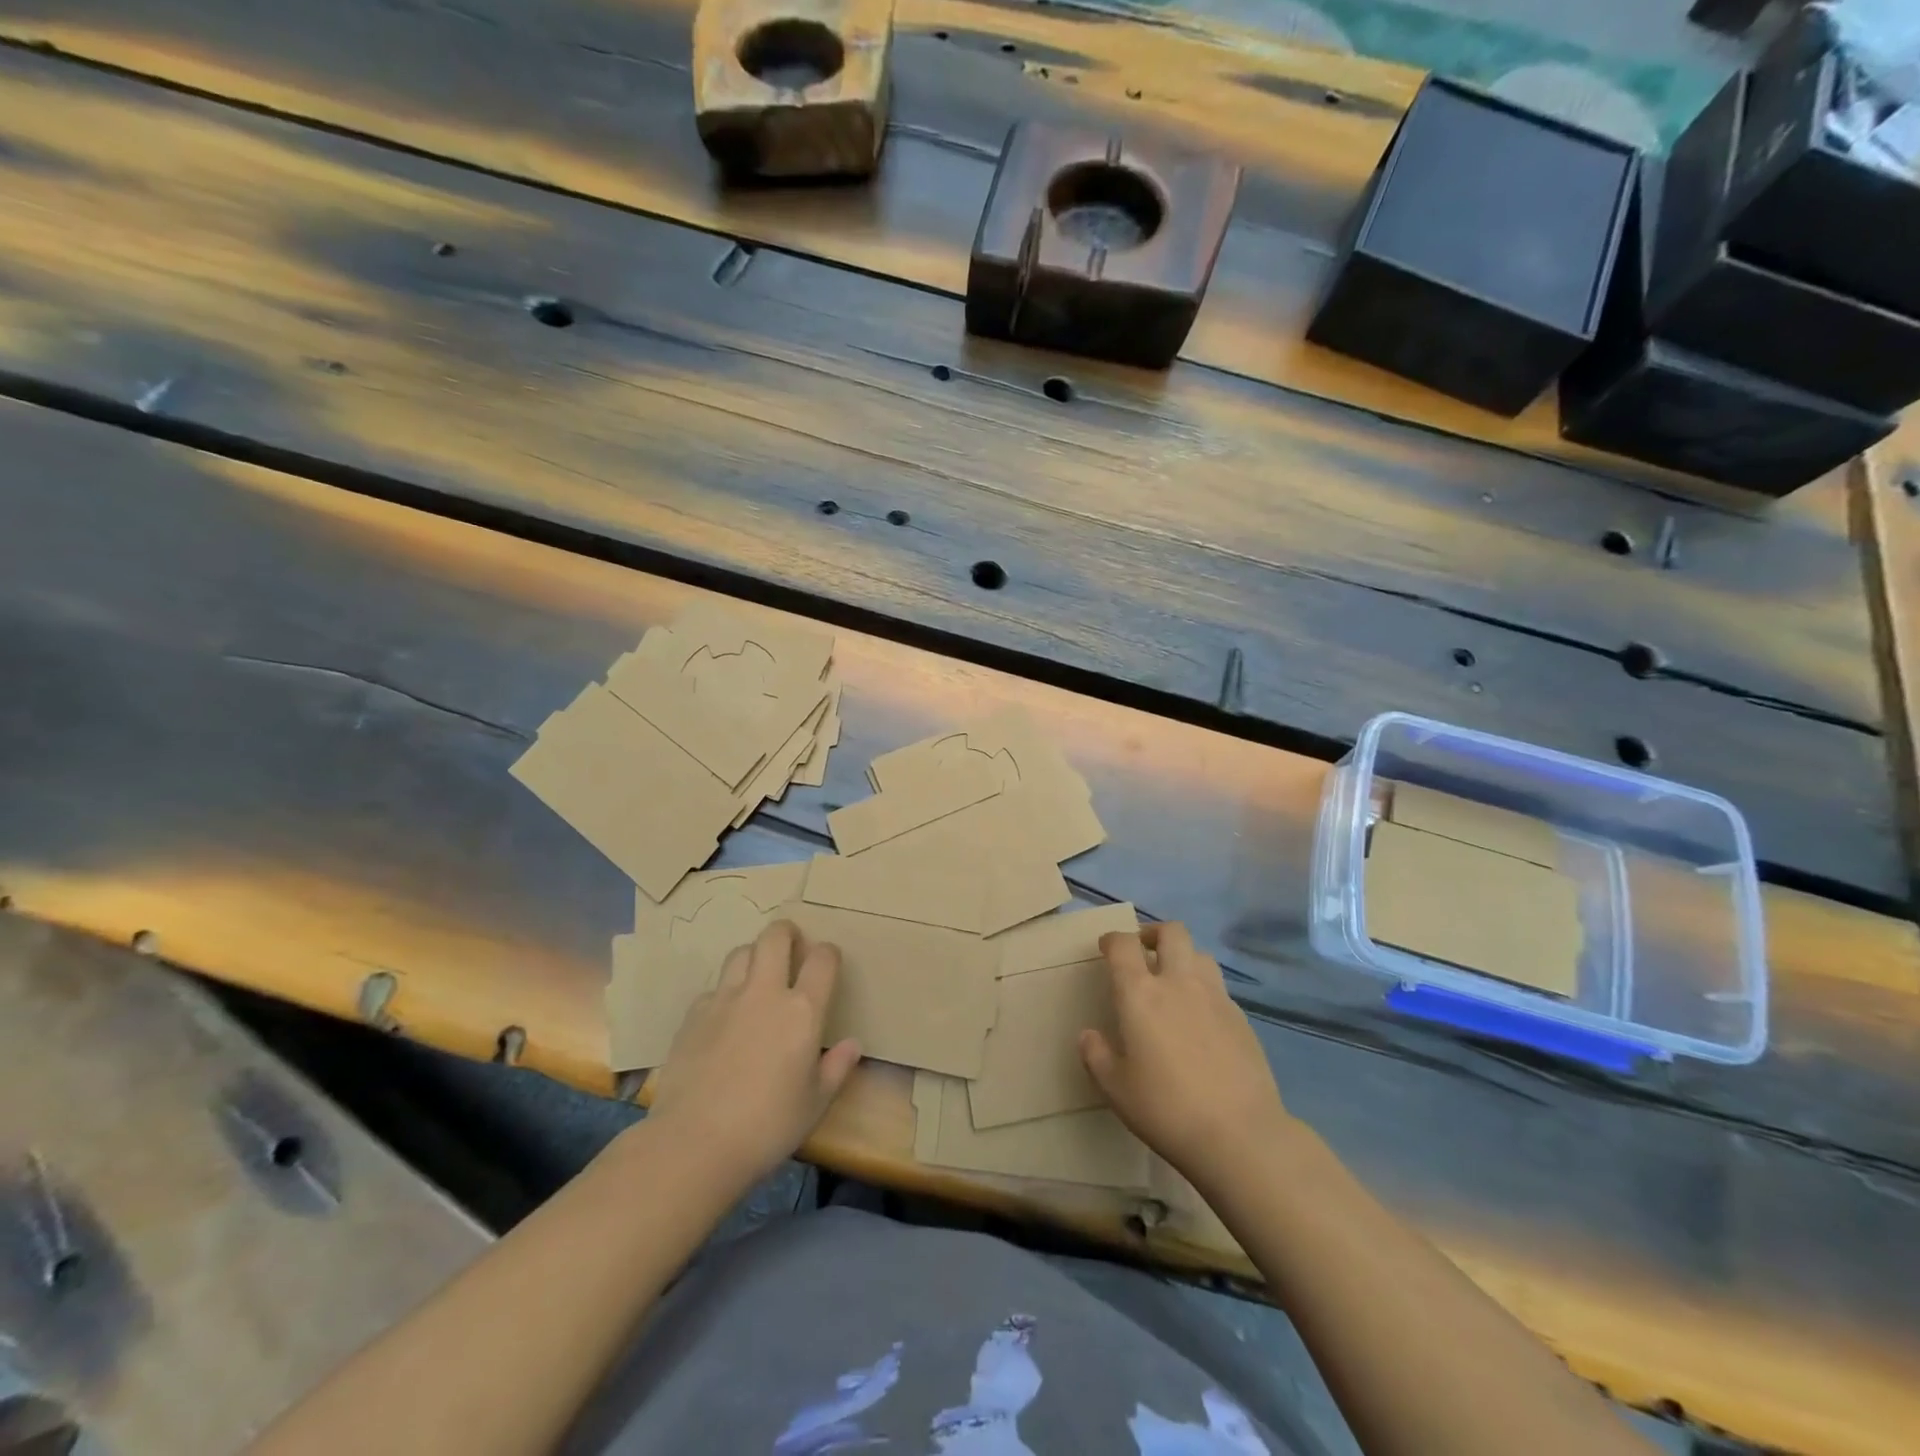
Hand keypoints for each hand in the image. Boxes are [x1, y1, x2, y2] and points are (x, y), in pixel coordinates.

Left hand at [648, 920, 861, 1185]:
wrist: (693, 1143)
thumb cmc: (766, 1126)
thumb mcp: (814, 1103)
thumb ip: (836, 1068)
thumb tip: (852, 1045)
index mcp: (802, 1010)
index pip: (823, 959)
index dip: (829, 954)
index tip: (828, 963)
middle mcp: (764, 993)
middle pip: (775, 936)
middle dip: (787, 933)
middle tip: (792, 948)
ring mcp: (724, 1000)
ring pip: (741, 952)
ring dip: (754, 955)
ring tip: (758, 976)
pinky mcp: (693, 1015)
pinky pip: (714, 988)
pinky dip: (725, 992)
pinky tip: (725, 1017)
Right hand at [1080, 922, 1297, 1189]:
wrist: (1239, 1134)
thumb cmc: (1166, 1108)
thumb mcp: (1116, 1088)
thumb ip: (1096, 1055)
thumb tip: (1088, 1035)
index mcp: (1140, 994)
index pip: (1123, 945)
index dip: (1112, 940)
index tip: (1106, 949)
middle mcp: (1178, 983)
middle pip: (1171, 932)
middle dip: (1153, 933)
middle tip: (1143, 952)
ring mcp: (1215, 997)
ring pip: (1200, 954)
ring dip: (1183, 958)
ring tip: (1174, 981)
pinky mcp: (1241, 1018)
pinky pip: (1218, 987)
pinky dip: (1204, 990)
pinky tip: (1200, 1019)